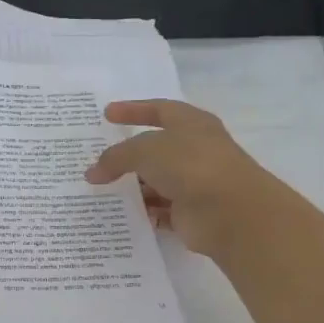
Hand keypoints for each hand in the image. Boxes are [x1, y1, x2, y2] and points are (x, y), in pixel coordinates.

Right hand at [85, 99, 281, 258]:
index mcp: (191, 124)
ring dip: (131, 186)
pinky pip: (159, 210)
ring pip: (155, 181)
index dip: (133, 109)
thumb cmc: (191, 166)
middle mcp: (194, 150)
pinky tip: (118, 213)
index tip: (107, 114)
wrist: (231, 212)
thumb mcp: (146, 150)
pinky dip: (141, 211)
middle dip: (127, 154)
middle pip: (154, 149)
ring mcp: (193, 182)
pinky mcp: (190, 212)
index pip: (159, 109)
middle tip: (97, 158)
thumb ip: (116, 157)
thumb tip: (92, 173)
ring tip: (98, 190)